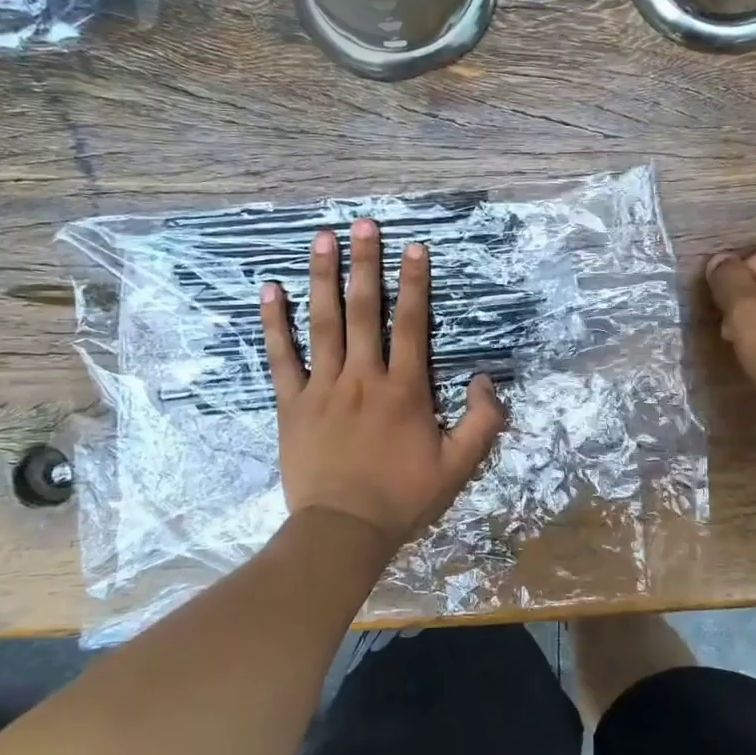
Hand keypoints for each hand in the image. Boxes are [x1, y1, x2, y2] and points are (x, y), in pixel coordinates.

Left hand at [263, 219, 506, 553]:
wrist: (343, 530)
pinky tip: (269, 290)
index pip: (411, 324)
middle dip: (366, 264)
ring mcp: (323, 387)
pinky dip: (274, 323)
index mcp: (404, 389)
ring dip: (323, 278)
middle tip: (363, 224)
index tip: (413, 247)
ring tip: (321, 239)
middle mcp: (363, 377)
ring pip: (323, 323)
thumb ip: (482, 421)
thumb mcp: (459, 466)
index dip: (414, 283)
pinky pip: (281, 357)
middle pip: (365, 310)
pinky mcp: (292, 404)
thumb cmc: (402, 498)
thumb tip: (487, 379)